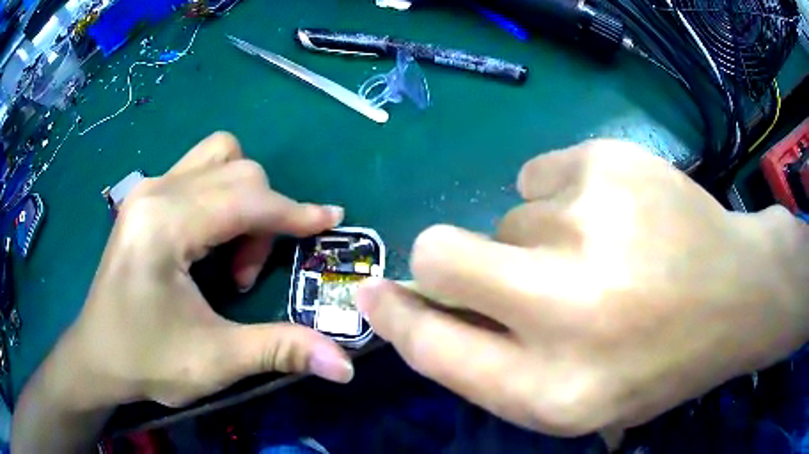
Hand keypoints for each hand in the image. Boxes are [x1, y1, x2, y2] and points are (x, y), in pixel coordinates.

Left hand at [56, 132, 352, 409]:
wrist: (97, 357)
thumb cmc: (147, 360)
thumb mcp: (215, 361)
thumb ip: (281, 351)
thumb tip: (345, 365)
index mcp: (164, 224)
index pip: (245, 198)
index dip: (293, 212)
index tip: (330, 221)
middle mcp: (155, 191)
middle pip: (237, 170)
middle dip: (262, 218)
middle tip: (247, 276)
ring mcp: (147, 189)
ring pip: (218, 158)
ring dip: (243, 197)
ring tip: (228, 252)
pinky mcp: (145, 198)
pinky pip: (199, 172)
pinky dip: (221, 197)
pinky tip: (210, 241)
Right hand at [358, 139, 807, 436]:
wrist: (738, 295)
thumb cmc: (661, 361)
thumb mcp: (578, 401)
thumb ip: (496, 366)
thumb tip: (424, 309)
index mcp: (553, 389)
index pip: (433, 345)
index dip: (394, 316)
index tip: (374, 293)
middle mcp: (567, 310)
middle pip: (441, 254)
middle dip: (443, 259)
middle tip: (497, 269)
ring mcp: (593, 223)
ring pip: (507, 216)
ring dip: (535, 240)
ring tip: (601, 255)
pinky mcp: (609, 161)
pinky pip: (540, 174)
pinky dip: (562, 197)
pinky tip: (614, 216)